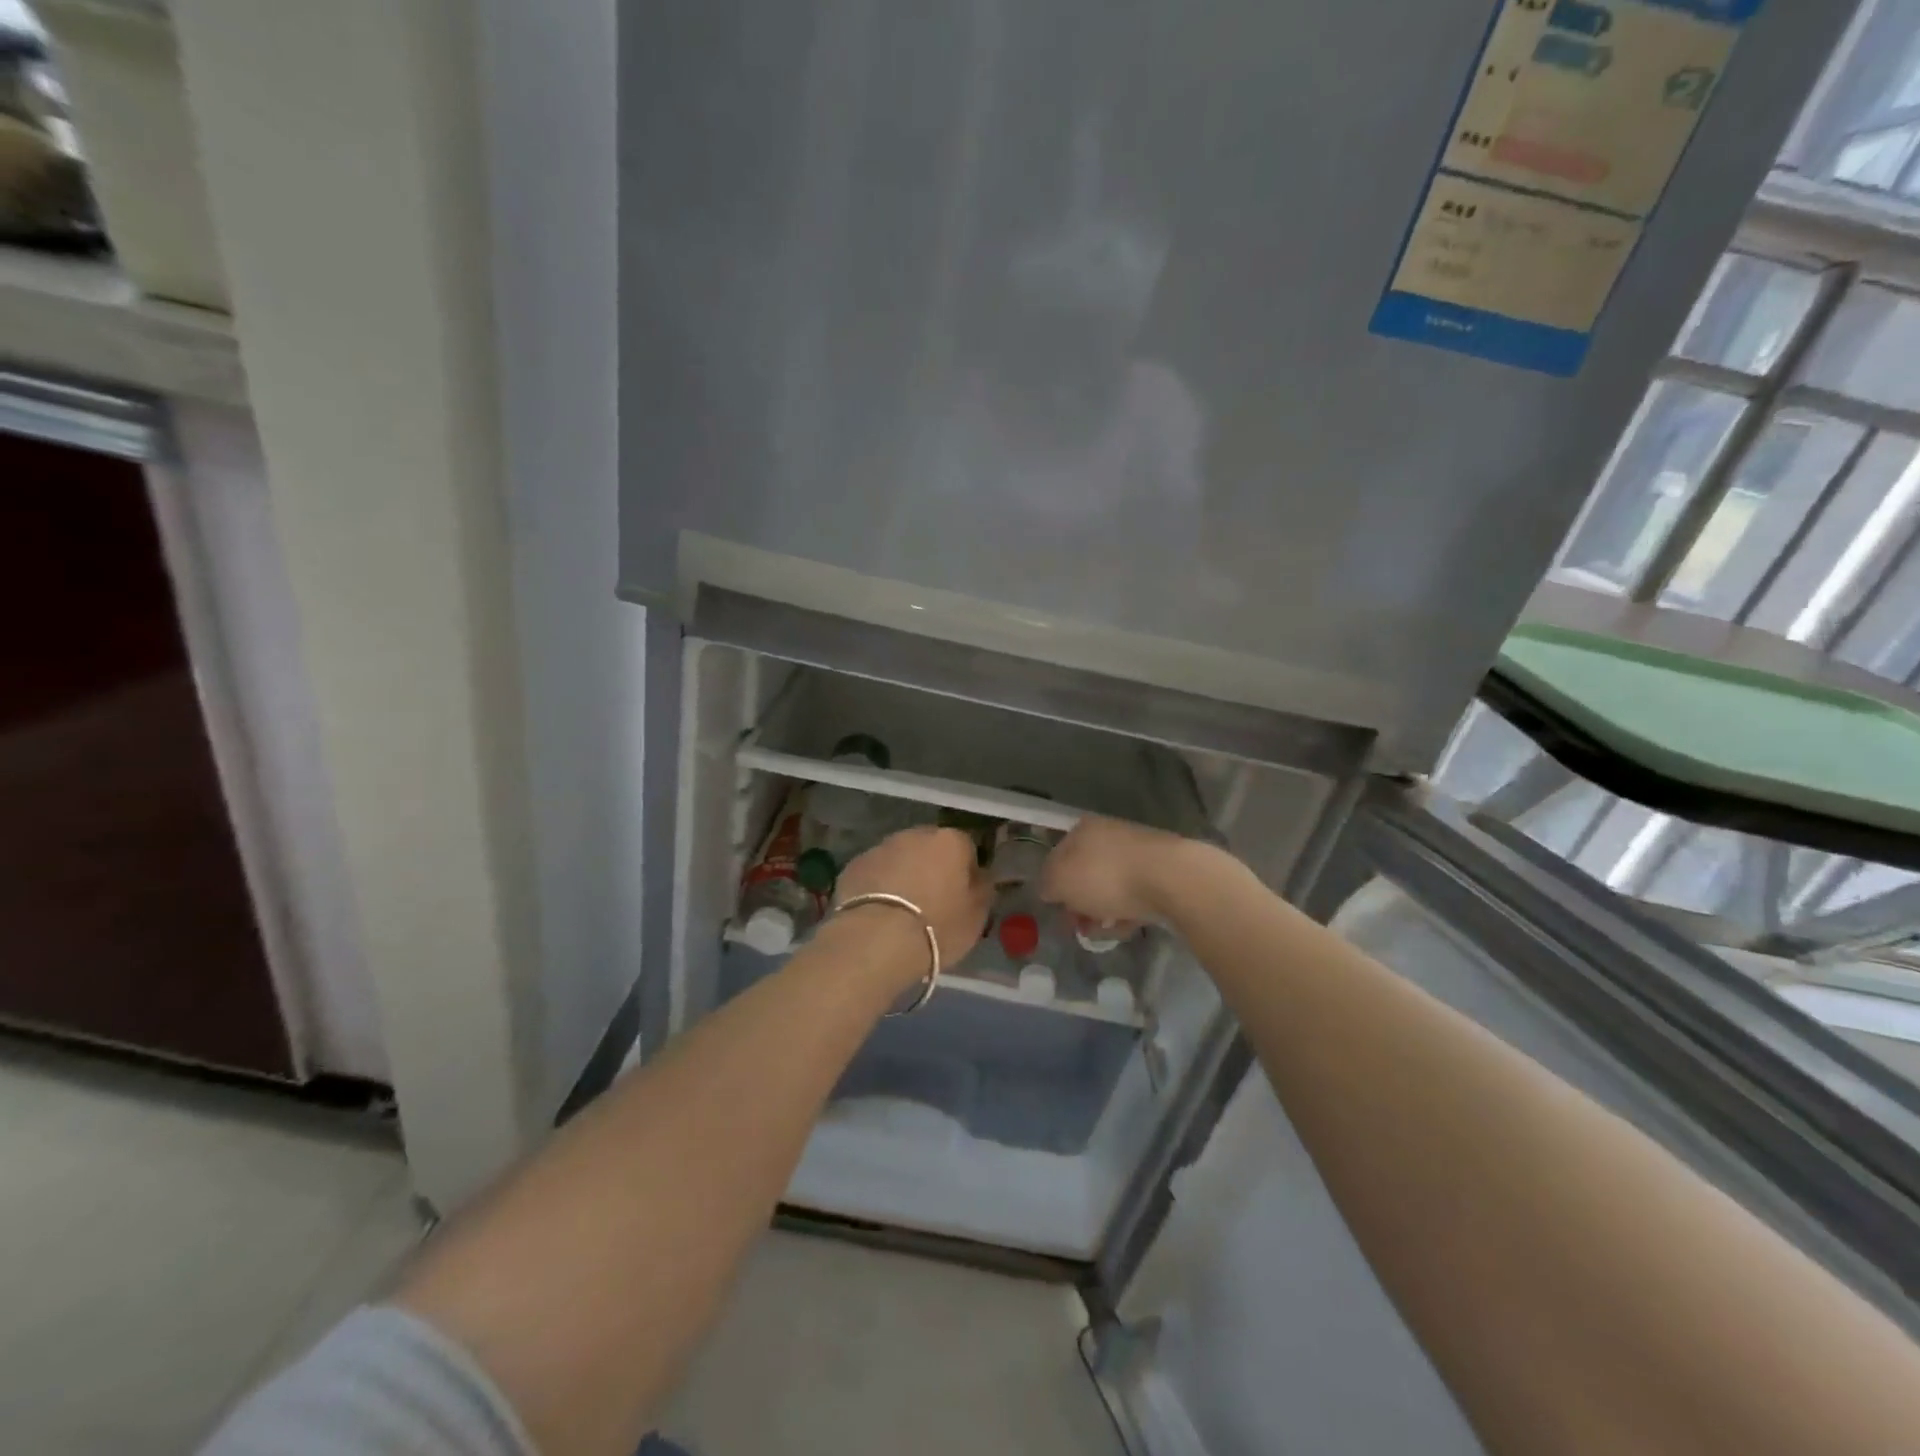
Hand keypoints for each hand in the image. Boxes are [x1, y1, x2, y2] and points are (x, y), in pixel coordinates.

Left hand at [835, 827, 992, 973]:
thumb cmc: (937, 928)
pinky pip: (874, 872)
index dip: (965, 871)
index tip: (961, 896)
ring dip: (903, 874)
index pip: (966, 847)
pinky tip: (878, 913)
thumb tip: (980, 876)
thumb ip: (982, 889)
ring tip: (901, 910)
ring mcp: (881, 847)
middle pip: (929, 847)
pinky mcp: (854, 865)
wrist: (876, 941)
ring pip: (899, 857)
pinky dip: (878, 885)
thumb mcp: (976, 916)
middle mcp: (915, 835)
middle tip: (931, 901)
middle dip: (932, 867)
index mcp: (950, 841)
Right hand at [1039, 816, 1197, 926]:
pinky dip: (1127, 912)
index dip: (1053, 886)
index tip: (1057, 911)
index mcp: (1082, 829)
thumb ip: (1047, 885)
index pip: (1057, 857)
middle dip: (1080, 903)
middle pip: (1085, 874)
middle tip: (1079, 927)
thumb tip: (1050, 889)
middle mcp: (1109, 834)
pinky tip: (1127, 928)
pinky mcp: (1161, 872)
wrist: (1170, 878)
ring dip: (1102, 911)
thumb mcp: (1060, 881)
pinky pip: (1135, 895)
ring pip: (1110, 886)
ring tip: (1104, 933)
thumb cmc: (1106, 876)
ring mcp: (1137, 851)